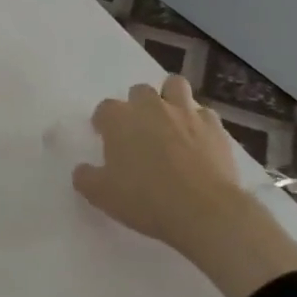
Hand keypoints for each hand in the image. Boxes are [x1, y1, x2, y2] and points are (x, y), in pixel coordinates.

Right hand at [73, 76, 296, 296]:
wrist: (205, 211)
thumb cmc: (146, 199)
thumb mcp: (101, 195)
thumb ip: (85, 178)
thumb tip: (82, 170)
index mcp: (119, 119)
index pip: (105, 109)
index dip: (104, 122)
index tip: (105, 138)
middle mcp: (151, 106)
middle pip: (139, 91)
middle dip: (137, 106)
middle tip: (139, 131)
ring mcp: (185, 113)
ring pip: (175, 86)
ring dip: (169, 98)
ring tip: (169, 121)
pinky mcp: (214, 127)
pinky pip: (204, 113)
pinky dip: (198, 121)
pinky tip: (198, 139)